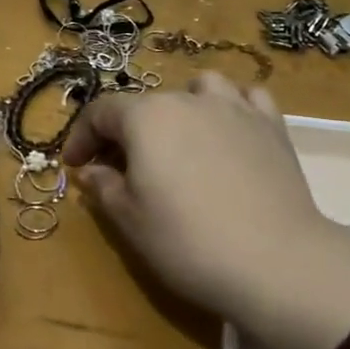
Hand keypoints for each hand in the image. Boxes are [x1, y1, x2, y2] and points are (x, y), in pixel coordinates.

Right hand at [62, 73, 349, 348]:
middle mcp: (189, 99)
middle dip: (126, 131)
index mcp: (146, 118)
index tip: (74, 166)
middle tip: (122, 168)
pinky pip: (247, 98)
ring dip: (181, 105)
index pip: (100, 112)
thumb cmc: (187, 242)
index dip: (80, 137)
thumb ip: (104, 187)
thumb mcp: (130, 220)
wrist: (275, 260)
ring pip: (200, 87)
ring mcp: (235, 108)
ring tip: (180, 137)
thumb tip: (91, 171)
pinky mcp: (272, 125)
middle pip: (146, 102)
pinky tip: (229, 131)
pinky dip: (231, 107)